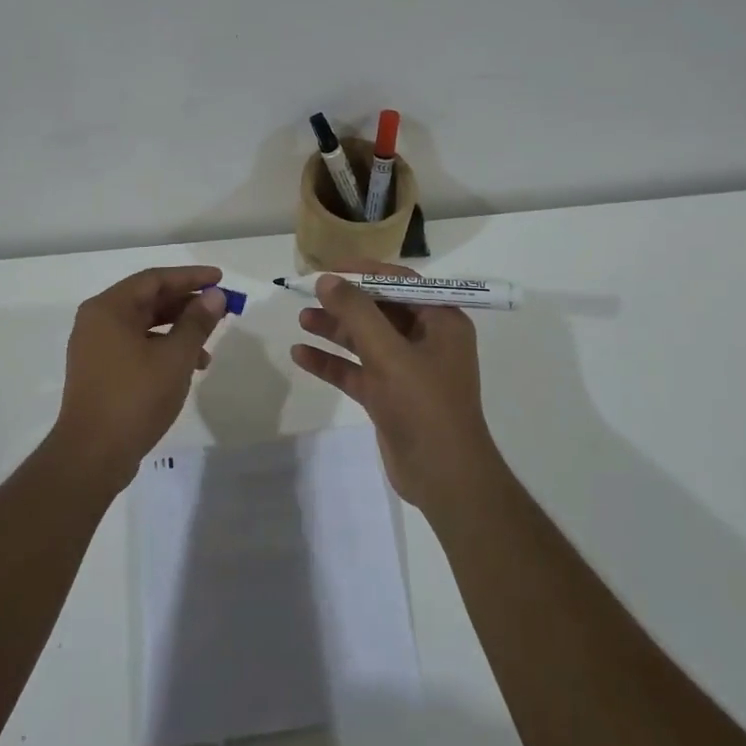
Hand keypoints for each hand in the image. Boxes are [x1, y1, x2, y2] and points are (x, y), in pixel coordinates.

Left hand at [53, 265, 226, 492]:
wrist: (93, 455)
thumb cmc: (135, 397)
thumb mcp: (175, 357)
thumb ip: (197, 322)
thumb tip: (214, 296)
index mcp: (109, 308)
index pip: (154, 279)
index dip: (190, 277)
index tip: (220, 279)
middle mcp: (97, 321)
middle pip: (148, 300)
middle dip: (186, 303)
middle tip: (220, 308)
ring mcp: (95, 347)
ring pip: (144, 325)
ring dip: (177, 330)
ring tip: (208, 347)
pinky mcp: (100, 371)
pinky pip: (136, 346)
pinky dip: (162, 349)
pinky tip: (187, 368)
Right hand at [290, 261, 501, 514]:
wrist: (444, 477)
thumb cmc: (424, 405)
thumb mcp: (389, 353)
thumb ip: (357, 313)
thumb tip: (327, 280)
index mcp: (441, 321)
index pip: (400, 282)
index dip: (365, 272)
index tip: (330, 268)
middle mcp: (427, 340)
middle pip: (380, 310)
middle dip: (345, 302)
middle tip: (308, 294)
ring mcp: (407, 370)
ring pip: (365, 340)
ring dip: (335, 330)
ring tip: (301, 320)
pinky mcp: (389, 396)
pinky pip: (357, 370)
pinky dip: (332, 362)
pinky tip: (301, 355)